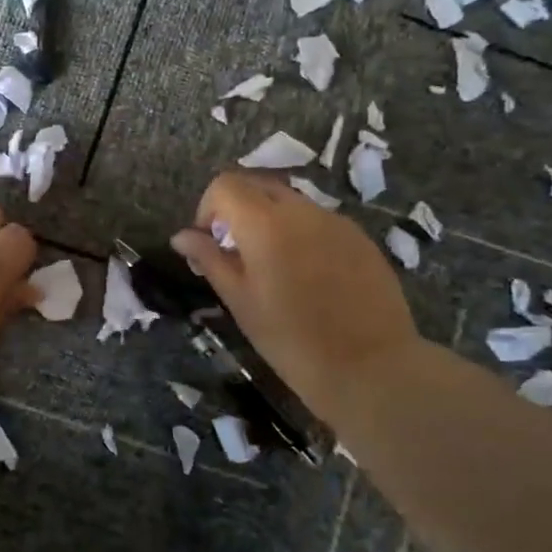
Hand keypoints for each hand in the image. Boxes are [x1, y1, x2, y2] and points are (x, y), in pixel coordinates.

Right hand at [170, 172, 419, 424]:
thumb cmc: (290, 339)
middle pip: (258, 185)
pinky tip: (309, 278)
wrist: (369, 366)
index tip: (210, 244)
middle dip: (237, 210)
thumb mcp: (240, 301)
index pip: (225, 185)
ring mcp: (336, 221)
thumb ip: (210, 259)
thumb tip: (181, 237)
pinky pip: (319, 221)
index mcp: (265, 223)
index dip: (208, 208)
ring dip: (270, 221)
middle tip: (236, 254)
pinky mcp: (360, 238)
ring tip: (273, 269)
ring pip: (291, 203)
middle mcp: (302, 210)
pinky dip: (301, 234)